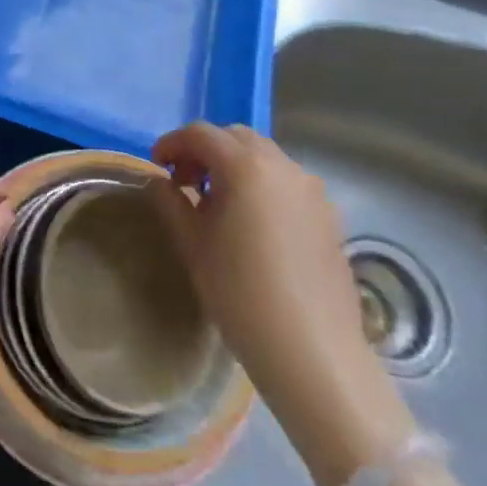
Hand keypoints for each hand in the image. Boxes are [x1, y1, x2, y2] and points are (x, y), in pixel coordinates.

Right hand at [150, 123, 413, 485]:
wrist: (312, 351)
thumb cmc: (240, 293)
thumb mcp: (192, 244)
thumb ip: (171, 202)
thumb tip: (161, 181)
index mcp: (246, 167)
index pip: (201, 134)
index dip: (173, 144)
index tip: (157, 167)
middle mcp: (284, 167)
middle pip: (235, 137)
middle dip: (205, 150)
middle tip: (185, 183)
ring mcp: (312, 190)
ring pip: (264, 157)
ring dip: (234, 166)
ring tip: (216, 204)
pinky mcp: (328, 215)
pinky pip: (286, 182)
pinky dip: (261, 184)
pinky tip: (250, 223)